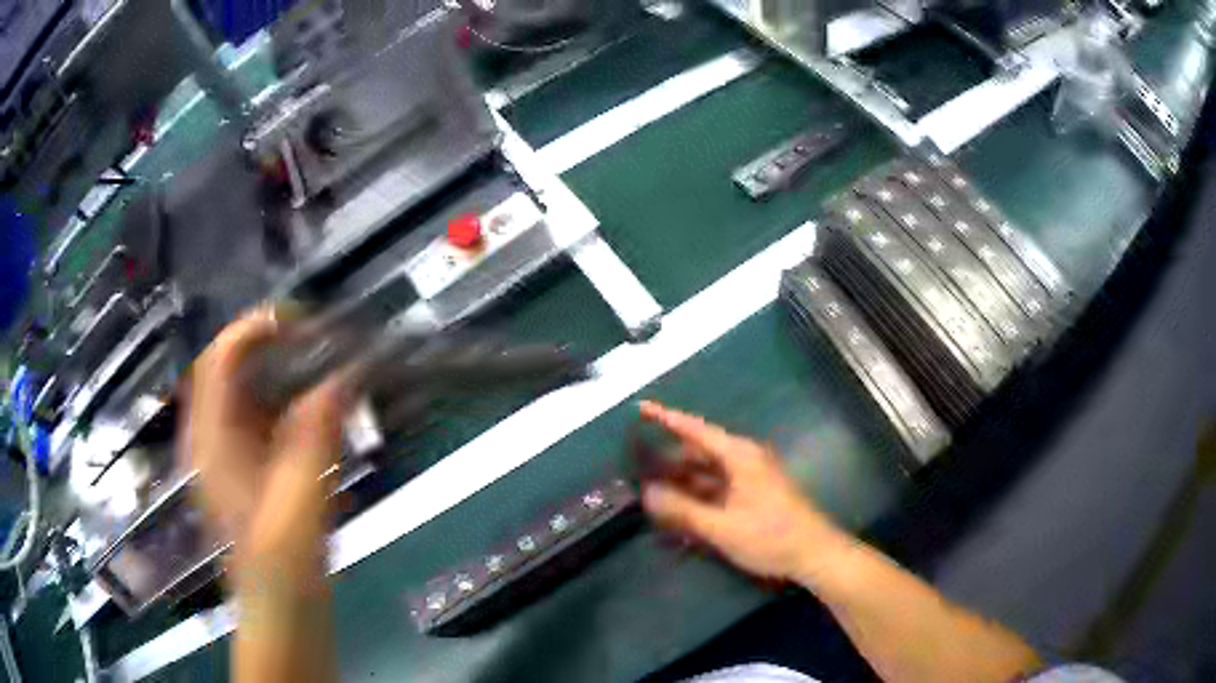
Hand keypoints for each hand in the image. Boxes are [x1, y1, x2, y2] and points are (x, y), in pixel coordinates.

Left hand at [185, 308, 350, 583]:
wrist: (280, 612)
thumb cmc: (283, 563)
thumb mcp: (302, 497)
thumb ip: (318, 433)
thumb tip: (343, 376)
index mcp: (212, 440)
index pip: (221, 358)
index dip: (257, 328)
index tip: (304, 322)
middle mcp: (209, 438)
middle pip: (229, 367)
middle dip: (270, 346)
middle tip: (317, 342)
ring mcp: (223, 454)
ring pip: (242, 390)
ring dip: (279, 372)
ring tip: (320, 369)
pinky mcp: (242, 469)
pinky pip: (256, 417)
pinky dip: (284, 403)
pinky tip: (313, 416)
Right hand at [638, 401, 849, 583]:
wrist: (814, 554)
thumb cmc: (771, 537)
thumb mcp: (722, 527)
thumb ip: (683, 510)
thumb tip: (647, 493)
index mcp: (740, 456)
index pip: (696, 429)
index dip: (667, 418)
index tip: (640, 408)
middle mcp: (745, 459)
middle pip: (700, 450)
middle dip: (669, 457)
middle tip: (636, 464)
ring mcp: (751, 477)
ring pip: (708, 471)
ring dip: (682, 479)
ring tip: (650, 488)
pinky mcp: (754, 493)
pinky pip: (718, 486)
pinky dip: (698, 493)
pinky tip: (679, 508)